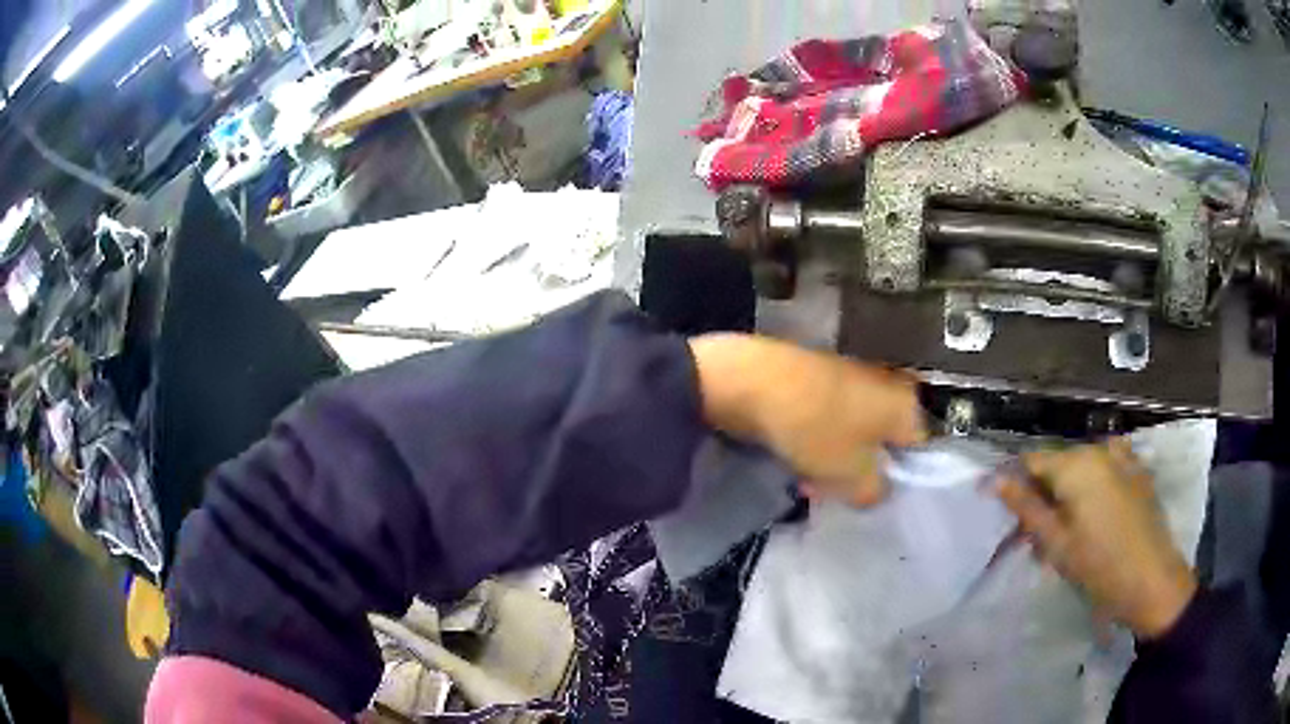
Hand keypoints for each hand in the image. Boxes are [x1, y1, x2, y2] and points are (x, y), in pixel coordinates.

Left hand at [689, 334, 925, 506]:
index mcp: (906, 404)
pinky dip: (818, 438)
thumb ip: (876, 491)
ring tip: (807, 479)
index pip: (920, 448)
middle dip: (861, 470)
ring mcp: (852, 375)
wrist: (752, 380)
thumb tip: (878, 488)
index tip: (874, 495)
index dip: (900, 478)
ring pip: (855, 431)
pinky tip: (794, 455)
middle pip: (885, 440)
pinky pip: (830, 417)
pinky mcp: (820, 374)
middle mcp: (887, 383)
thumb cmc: (815, 430)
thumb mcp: (852, 477)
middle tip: (835, 491)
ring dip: (835, 459)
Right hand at [996, 440, 1197, 638]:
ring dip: (1067, 495)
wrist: (1153, 581)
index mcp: (1077, 464)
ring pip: (1082, 469)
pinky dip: (1093, 489)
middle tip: (1035, 538)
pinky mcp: (1138, 472)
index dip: (1013, 483)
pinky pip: (1105, 470)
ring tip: (1065, 533)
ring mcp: (1123, 458)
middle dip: (1042, 495)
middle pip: (1058, 464)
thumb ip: (1026, 509)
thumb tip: (995, 481)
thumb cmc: (1100, 567)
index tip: (1003, 512)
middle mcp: (1099, 450)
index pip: (1032, 461)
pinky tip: (1095, 517)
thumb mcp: (1057, 544)